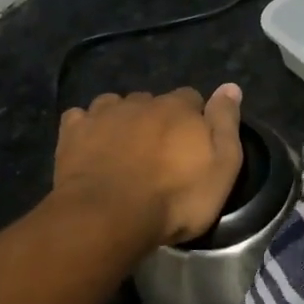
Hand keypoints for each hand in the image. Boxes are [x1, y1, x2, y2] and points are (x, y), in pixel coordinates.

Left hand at [55, 84, 244, 248]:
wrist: (110, 216)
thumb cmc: (175, 198)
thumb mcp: (221, 167)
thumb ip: (226, 124)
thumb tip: (230, 87)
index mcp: (178, 108)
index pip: (192, 99)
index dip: (193, 118)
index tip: (192, 143)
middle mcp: (140, 102)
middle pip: (152, 102)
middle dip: (156, 119)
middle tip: (157, 153)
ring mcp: (103, 114)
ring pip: (115, 104)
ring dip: (121, 119)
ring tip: (122, 148)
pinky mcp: (73, 132)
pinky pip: (80, 118)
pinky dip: (86, 128)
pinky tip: (89, 145)